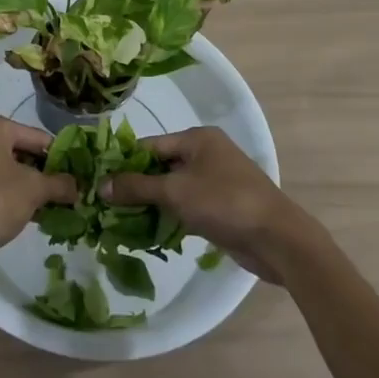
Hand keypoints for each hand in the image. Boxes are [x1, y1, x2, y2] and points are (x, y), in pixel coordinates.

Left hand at [0, 115, 77, 268]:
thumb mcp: (33, 190)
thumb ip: (59, 183)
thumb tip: (78, 186)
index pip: (36, 137)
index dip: (59, 157)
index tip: (76, 177)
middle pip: (19, 151)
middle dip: (41, 173)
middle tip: (63, 193)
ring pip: (4, 168)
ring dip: (26, 186)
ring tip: (48, 207)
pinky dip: (8, 193)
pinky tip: (25, 213)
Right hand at [102, 126, 321, 282]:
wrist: (278, 239)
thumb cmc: (225, 202)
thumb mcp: (175, 192)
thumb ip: (137, 187)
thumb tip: (101, 184)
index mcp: (197, 138)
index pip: (150, 145)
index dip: (124, 162)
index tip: (100, 181)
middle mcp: (207, 153)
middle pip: (161, 165)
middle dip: (137, 185)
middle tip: (107, 204)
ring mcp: (216, 181)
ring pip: (174, 188)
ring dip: (152, 203)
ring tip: (121, 221)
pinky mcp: (223, 206)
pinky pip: (187, 205)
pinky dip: (171, 216)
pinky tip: (150, 232)